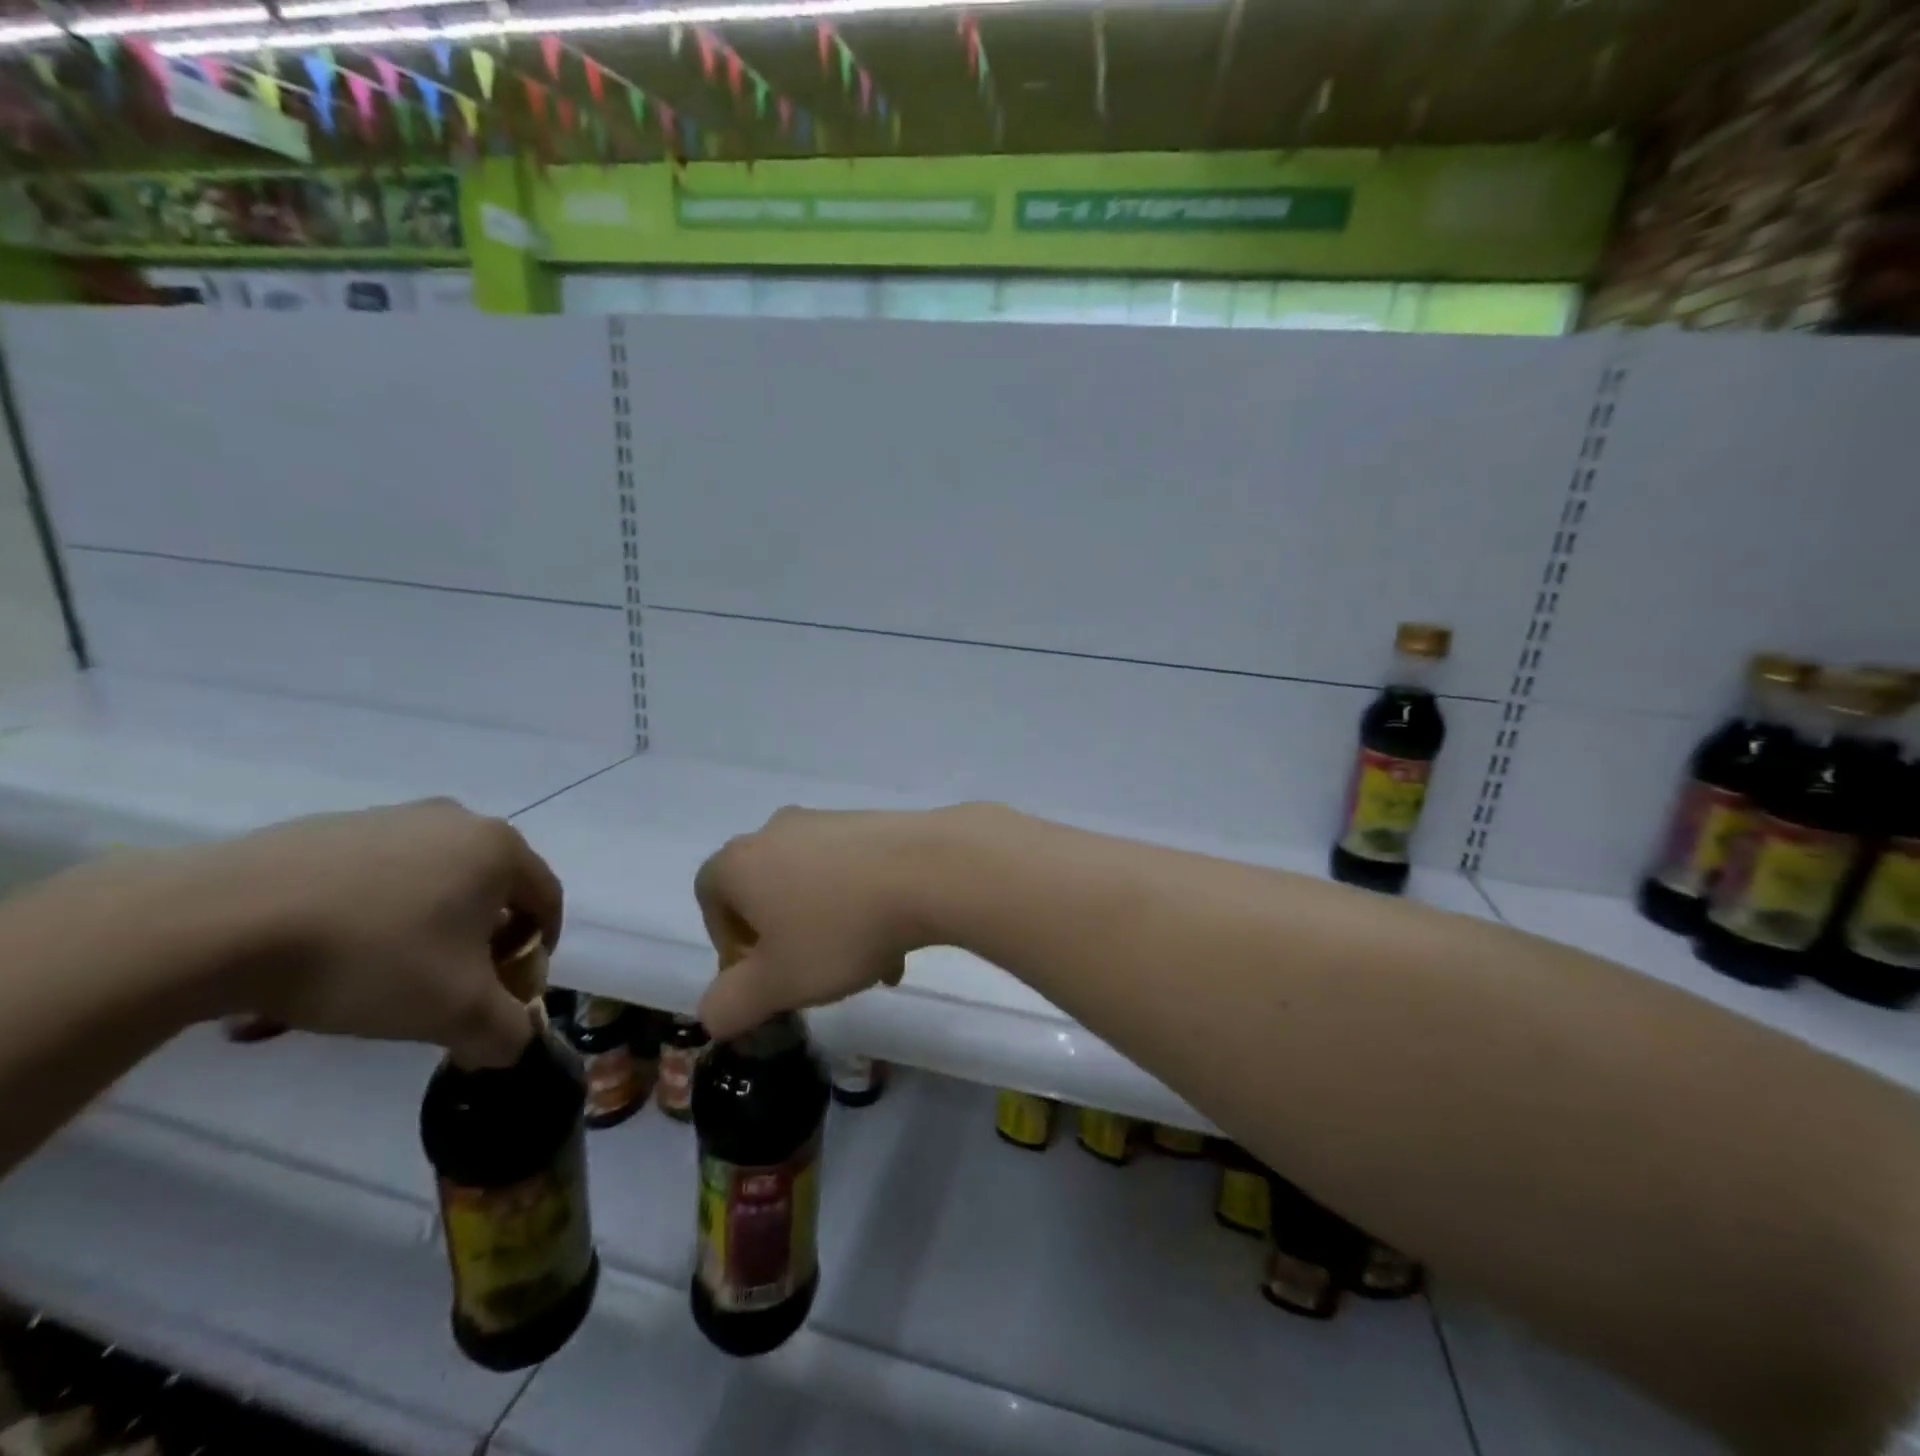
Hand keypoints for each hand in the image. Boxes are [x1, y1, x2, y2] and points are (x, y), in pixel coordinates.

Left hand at [193, 799, 562, 1066]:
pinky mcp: (324, 829)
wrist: (215, 922)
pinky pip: (368, 881)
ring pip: (425, 888)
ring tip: (369, 988)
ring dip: (417, 937)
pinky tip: (315, 968)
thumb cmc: (368, 957)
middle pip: (487, 892)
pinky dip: (362, 922)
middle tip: (446, 991)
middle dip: (476, 945)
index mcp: (497, 848)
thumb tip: (512, 1044)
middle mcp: (453, 821)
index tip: (510, 992)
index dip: (538, 951)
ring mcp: (386, 819)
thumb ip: (505, 1033)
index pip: (546, 900)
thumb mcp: (454, 1012)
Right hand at [693, 807, 939, 1038]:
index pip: (710, 897)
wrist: (929, 870)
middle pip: (767, 892)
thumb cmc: (840, 928)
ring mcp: (830, 821)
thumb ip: (731, 1005)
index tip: (759, 975)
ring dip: (831, 930)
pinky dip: (864, 907)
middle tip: (813, 977)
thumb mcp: (778, 985)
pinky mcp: (874, 822)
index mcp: (742, 861)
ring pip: (816, 886)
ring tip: (869, 971)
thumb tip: (712, 1012)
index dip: (727, 941)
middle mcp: (780, 830)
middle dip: (786, 940)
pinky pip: (854, 872)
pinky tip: (897, 944)